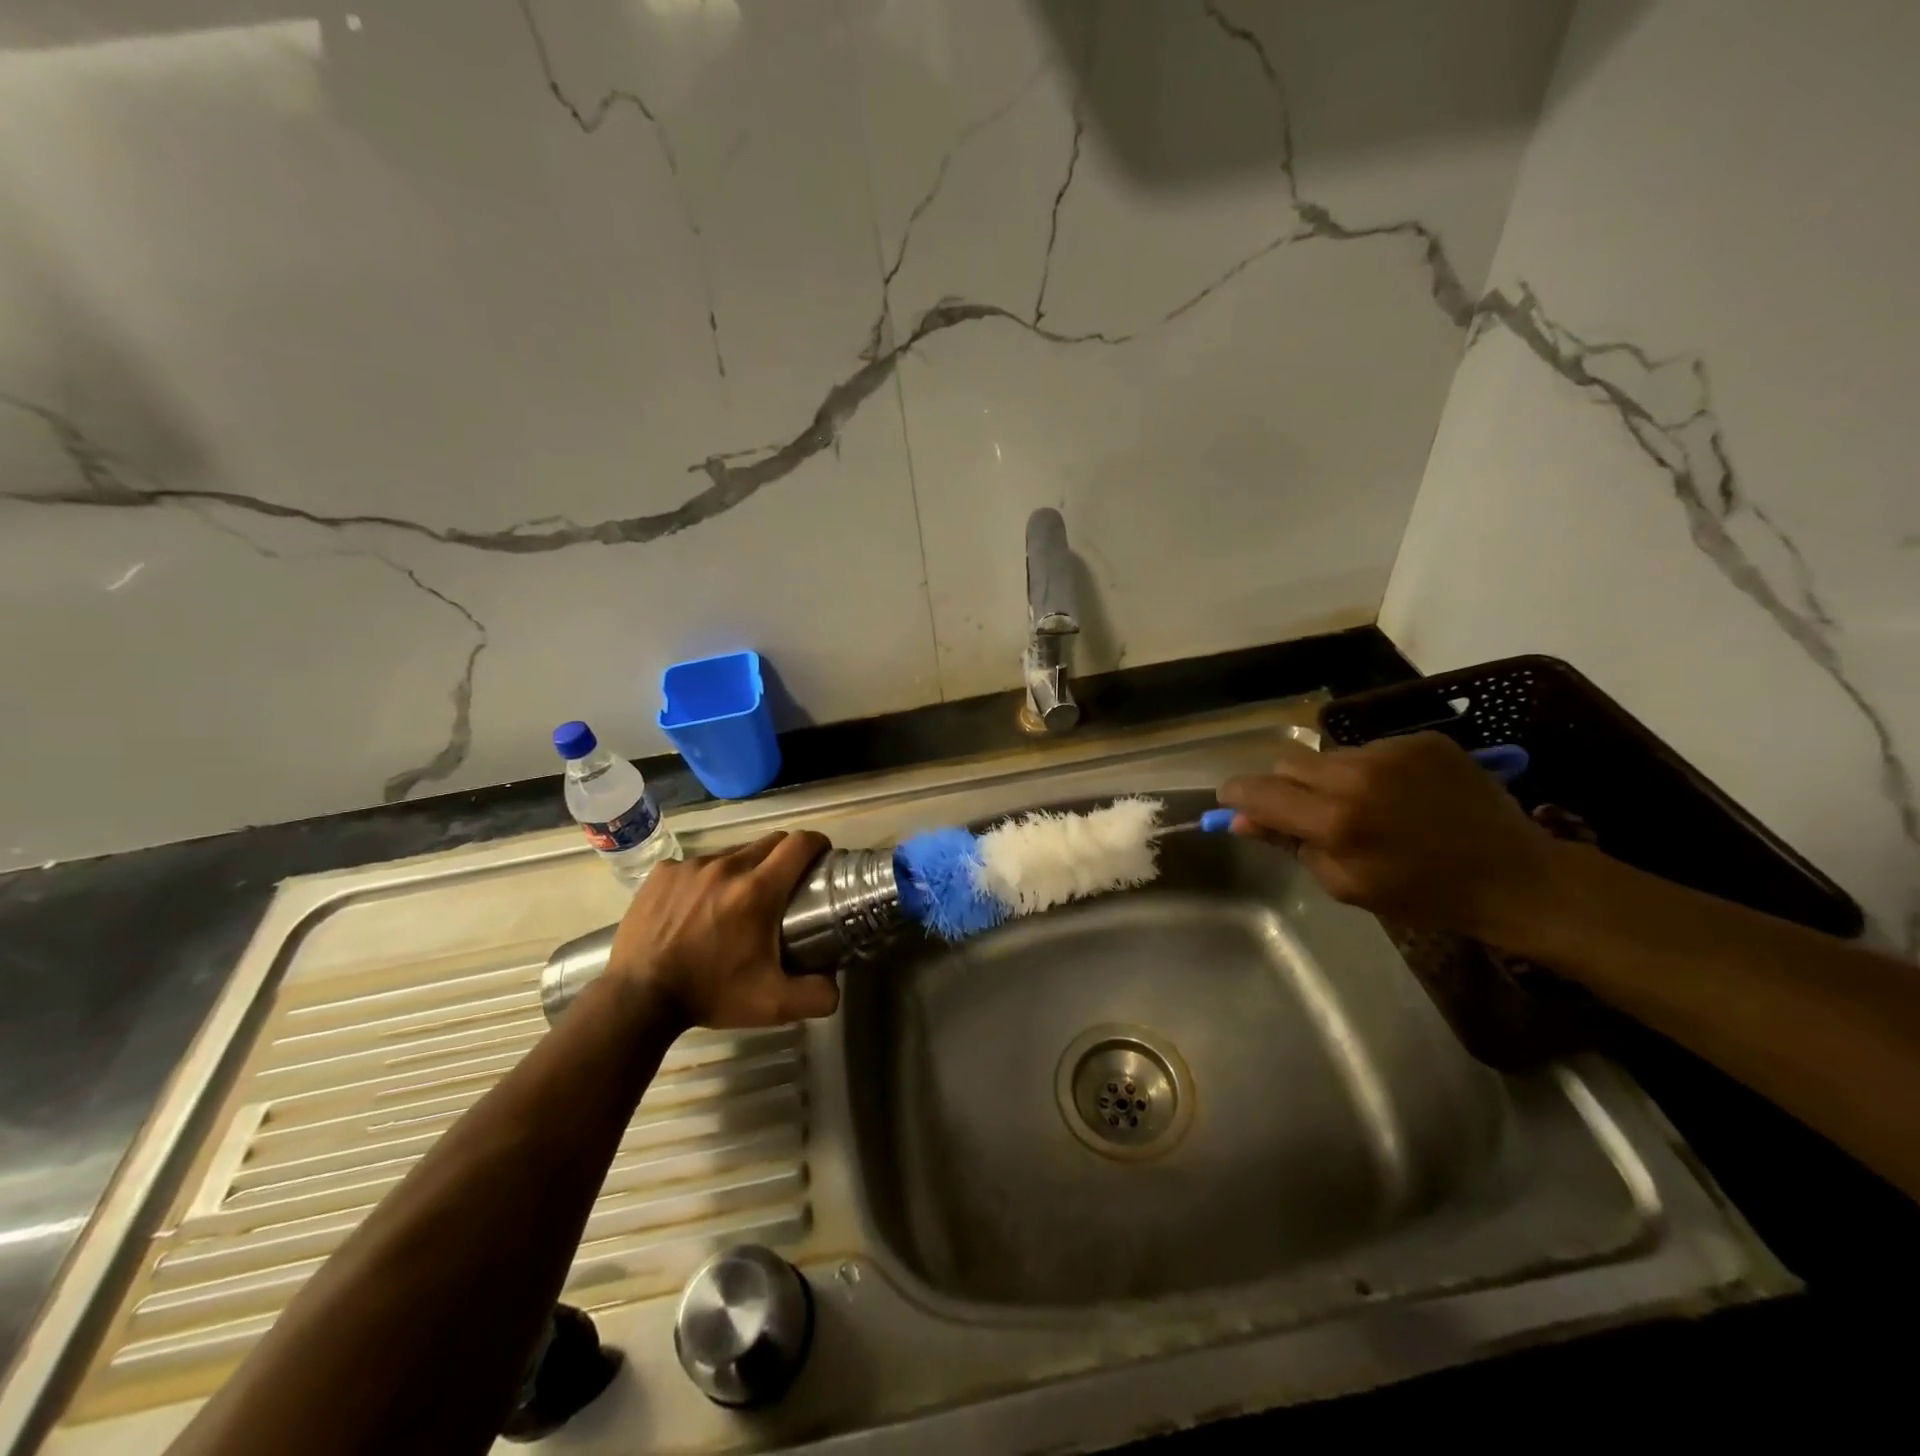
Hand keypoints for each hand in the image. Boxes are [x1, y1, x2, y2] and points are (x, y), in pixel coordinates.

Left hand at [605, 830, 840, 1030]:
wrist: (637, 999)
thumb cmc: (709, 995)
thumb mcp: (772, 1004)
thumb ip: (816, 995)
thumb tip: (835, 984)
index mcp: (757, 891)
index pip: (799, 843)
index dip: (817, 844)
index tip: (821, 857)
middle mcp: (726, 867)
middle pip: (770, 842)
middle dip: (784, 856)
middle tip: (784, 886)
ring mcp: (690, 867)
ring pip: (733, 853)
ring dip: (744, 869)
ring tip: (737, 902)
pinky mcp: (663, 872)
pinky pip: (697, 865)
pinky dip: (706, 879)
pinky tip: (697, 907)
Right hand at [1218, 733, 1557, 939]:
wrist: (1514, 875)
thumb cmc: (1423, 894)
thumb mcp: (1345, 883)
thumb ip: (1289, 844)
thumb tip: (1244, 819)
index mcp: (1336, 820)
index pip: (1261, 791)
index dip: (1237, 794)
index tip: (1230, 799)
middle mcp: (1357, 775)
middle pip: (1288, 763)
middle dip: (1284, 786)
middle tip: (1304, 812)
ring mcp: (1392, 751)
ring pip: (1329, 755)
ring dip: (1328, 778)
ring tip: (1362, 805)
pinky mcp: (1422, 740)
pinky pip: (1370, 749)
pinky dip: (1369, 771)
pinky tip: (1397, 795)